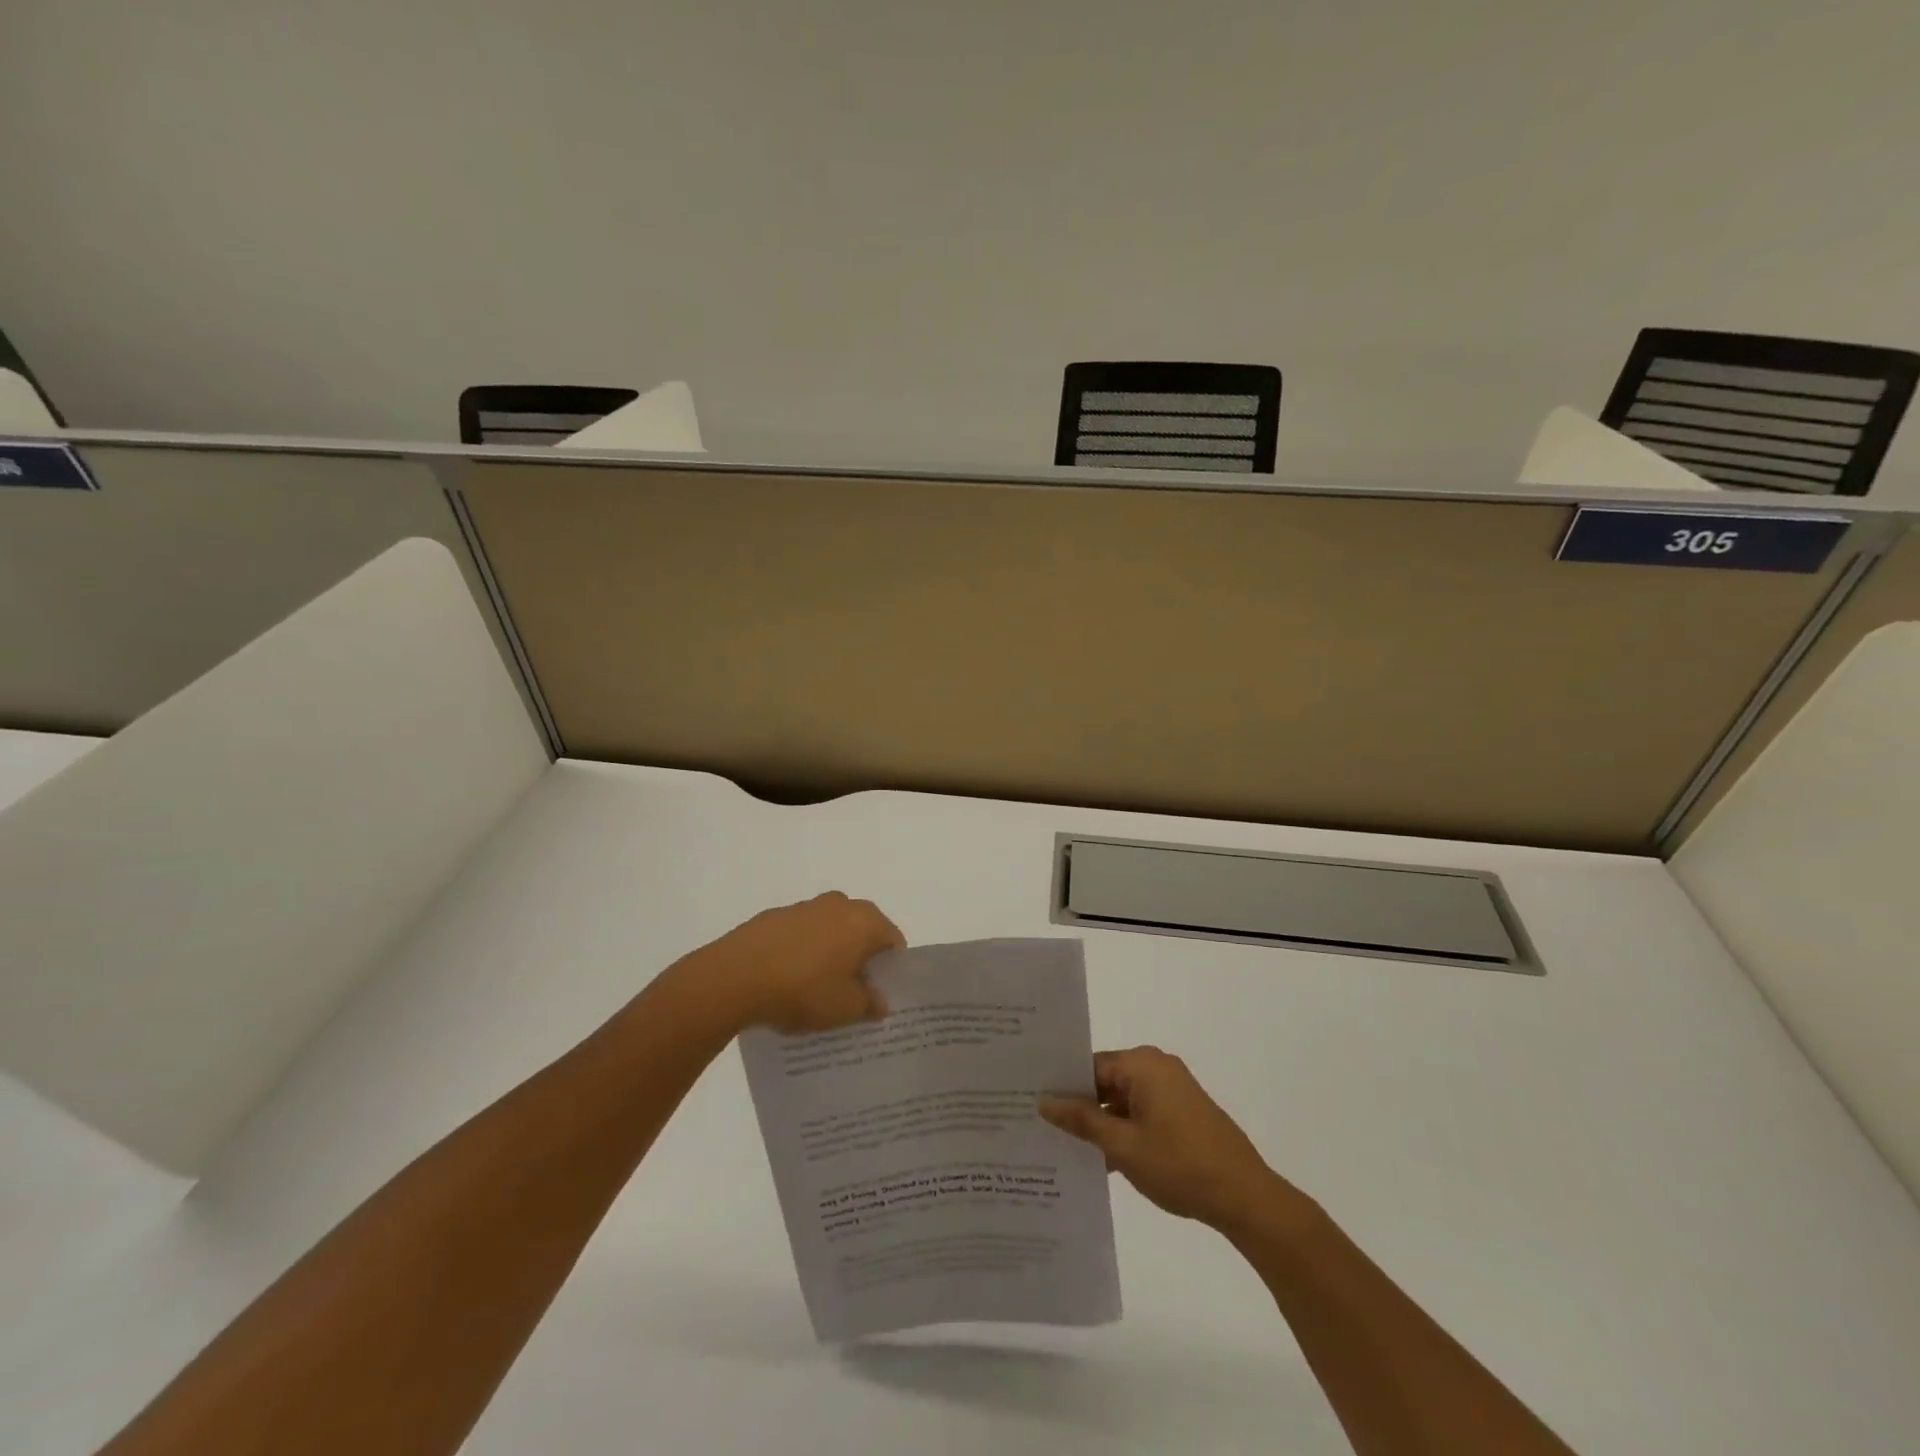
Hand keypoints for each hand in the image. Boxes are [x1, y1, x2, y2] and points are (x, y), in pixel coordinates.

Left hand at [695, 892, 903, 1034]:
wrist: (734, 977)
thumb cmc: (803, 990)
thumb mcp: (845, 1008)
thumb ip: (869, 1003)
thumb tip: (879, 1000)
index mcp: (864, 921)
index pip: (893, 940)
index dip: (891, 969)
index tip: (880, 994)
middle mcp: (838, 904)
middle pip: (862, 931)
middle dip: (860, 959)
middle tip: (852, 993)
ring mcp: (803, 907)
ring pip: (829, 931)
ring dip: (830, 953)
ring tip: (815, 989)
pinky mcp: (773, 916)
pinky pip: (800, 934)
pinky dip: (802, 952)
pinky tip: (787, 981)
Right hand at [1040, 1046, 1293, 1230]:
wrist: (1246, 1198)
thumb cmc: (1180, 1165)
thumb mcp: (1122, 1145)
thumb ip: (1082, 1121)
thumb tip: (1044, 1101)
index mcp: (1142, 1064)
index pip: (1089, 1066)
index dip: (1062, 1087)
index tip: (1033, 1105)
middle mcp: (1157, 1067)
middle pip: (1105, 1080)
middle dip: (1079, 1106)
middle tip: (1041, 1128)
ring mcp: (1173, 1090)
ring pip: (1122, 1100)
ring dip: (1101, 1123)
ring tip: (1064, 1148)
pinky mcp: (1183, 1112)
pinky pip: (1141, 1112)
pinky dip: (1123, 1131)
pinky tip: (1101, 1160)